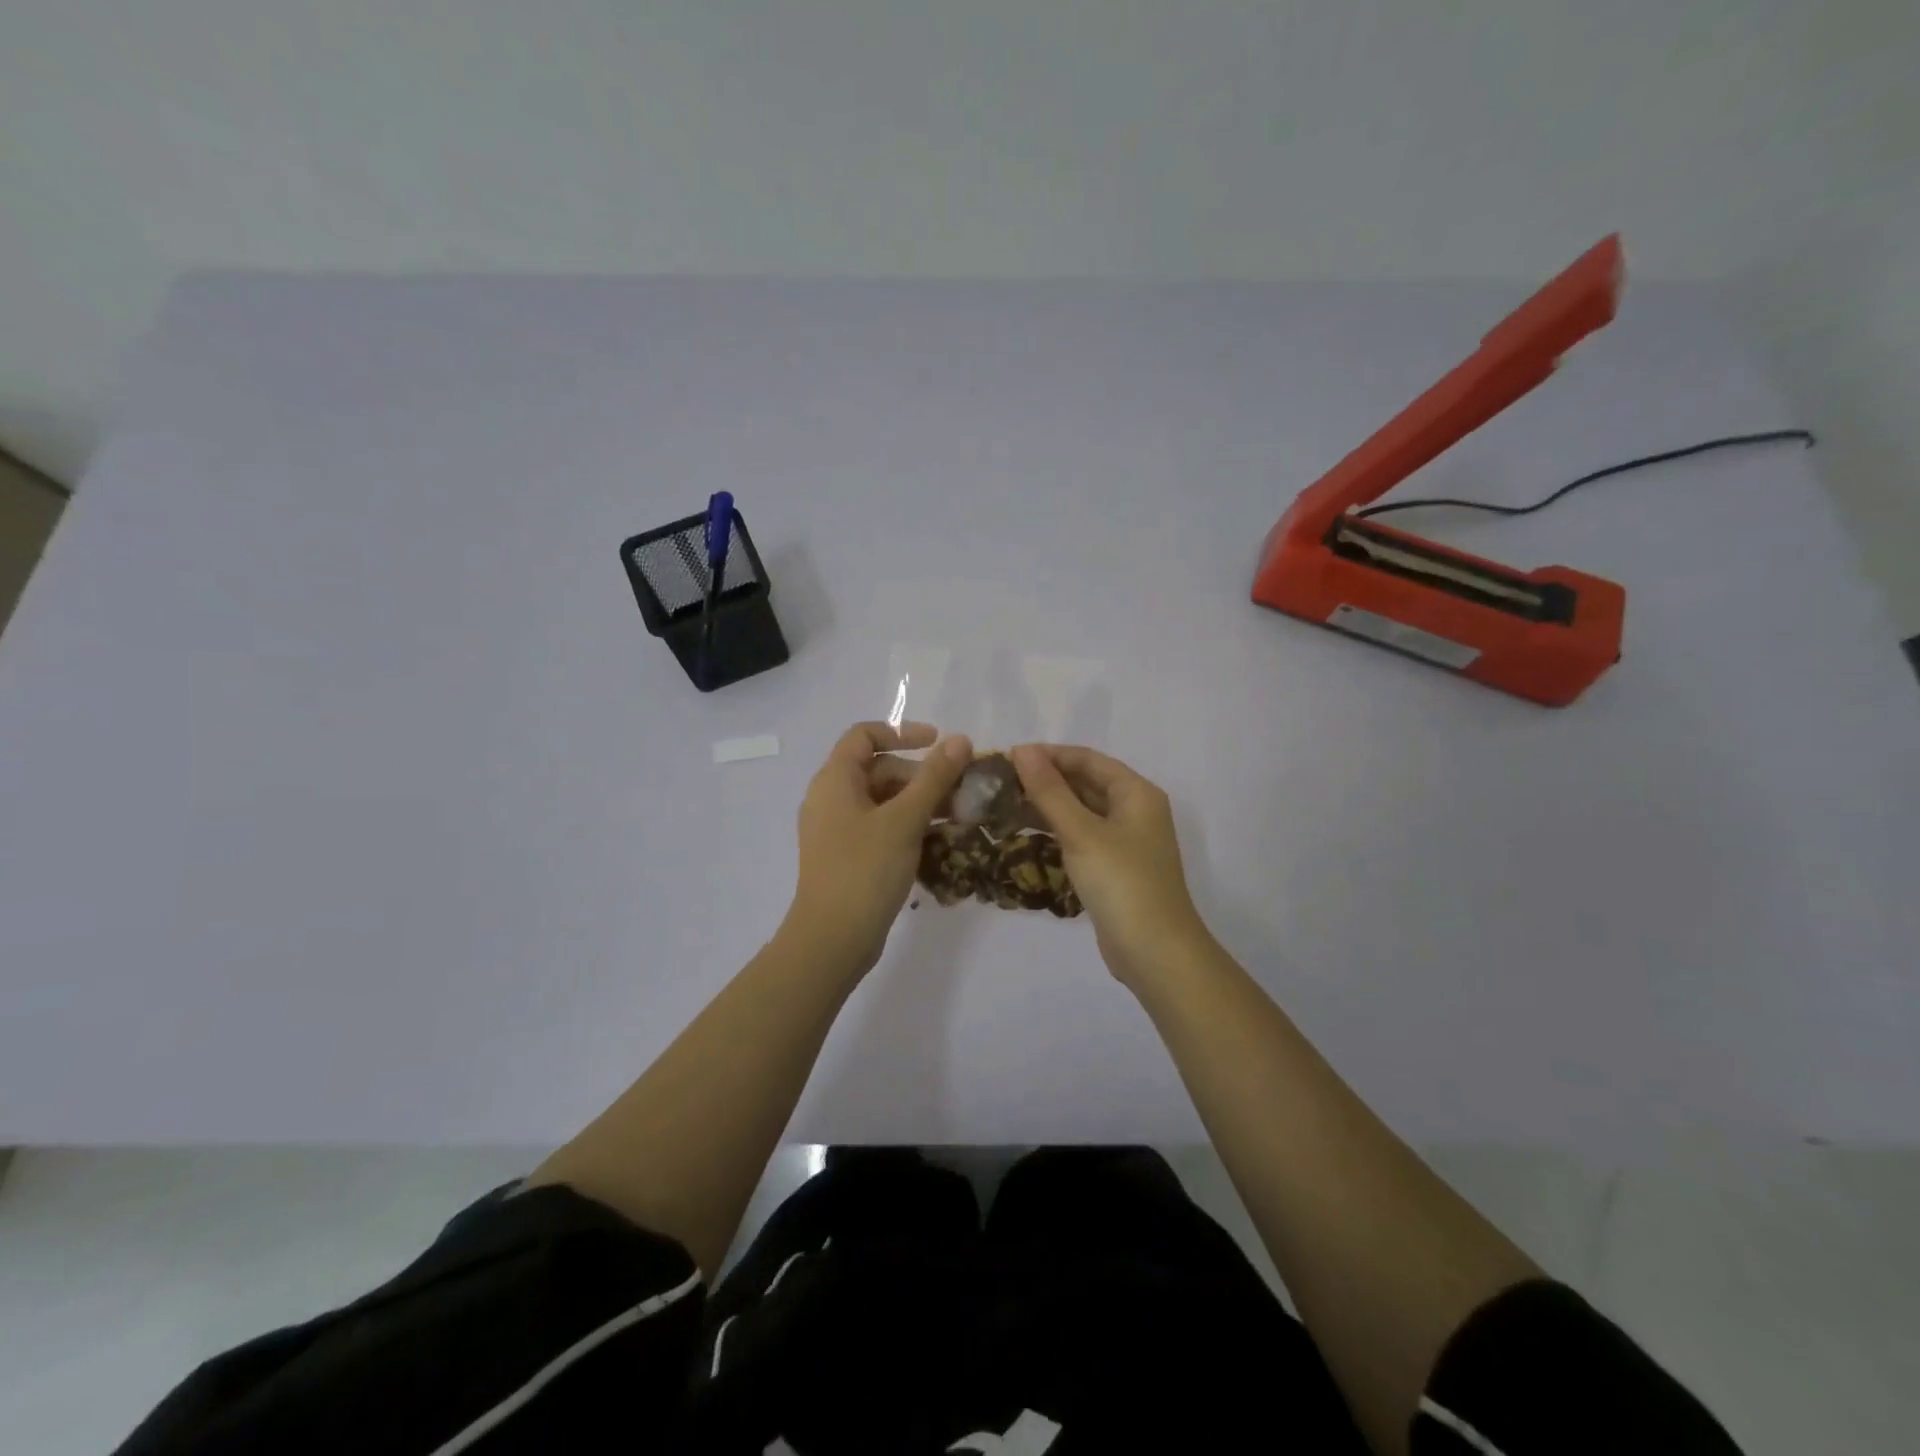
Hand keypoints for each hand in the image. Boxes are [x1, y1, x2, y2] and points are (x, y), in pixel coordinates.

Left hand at [787, 721, 972, 974]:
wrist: (832, 940)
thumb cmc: (865, 870)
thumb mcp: (905, 819)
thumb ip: (934, 777)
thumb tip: (961, 740)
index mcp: (835, 780)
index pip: (865, 735)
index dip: (903, 732)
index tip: (939, 742)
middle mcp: (831, 799)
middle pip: (880, 769)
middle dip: (922, 775)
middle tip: (961, 791)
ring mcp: (838, 830)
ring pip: (884, 801)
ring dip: (922, 803)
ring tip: (961, 817)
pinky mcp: (849, 857)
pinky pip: (882, 828)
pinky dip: (910, 827)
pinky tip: (942, 841)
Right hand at [1010, 744, 1213, 988]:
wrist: (1155, 953)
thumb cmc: (1121, 883)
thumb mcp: (1082, 832)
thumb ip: (1050, 790)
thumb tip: (1022, 750)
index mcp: (1136, 793)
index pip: (1088, 759)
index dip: (1049, 754)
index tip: (1008, 756)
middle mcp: (1134, 810)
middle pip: (1085, 783)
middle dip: (1045, 779)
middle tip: (999, 781)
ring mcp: (1125, 841)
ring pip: (1081, 811)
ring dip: (1046, 805)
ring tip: (1003, 803)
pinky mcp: (1113, 867)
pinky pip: (1081, 836)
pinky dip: (1055, 830)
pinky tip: (1024, 832)